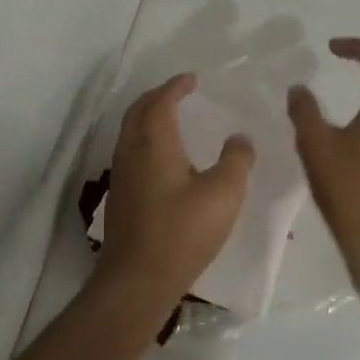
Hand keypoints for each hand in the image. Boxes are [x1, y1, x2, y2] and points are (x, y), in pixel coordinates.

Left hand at [96, 73, 253, 311]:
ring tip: (173, 120)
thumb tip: (239, 138)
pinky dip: (146, 140)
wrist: (137, 280)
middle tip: (179, 93)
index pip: (161, 101)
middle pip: (138, 110)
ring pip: (131, 132)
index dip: (176, 86)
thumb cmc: (182, 232)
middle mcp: (131, 151)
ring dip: (149, 118)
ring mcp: (121, 175)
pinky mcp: (120, 197)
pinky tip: (165, 159)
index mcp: (154, 142)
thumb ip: (236, 160)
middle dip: (157, 97)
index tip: (192, 79)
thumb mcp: (224, 193)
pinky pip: (131, 152)